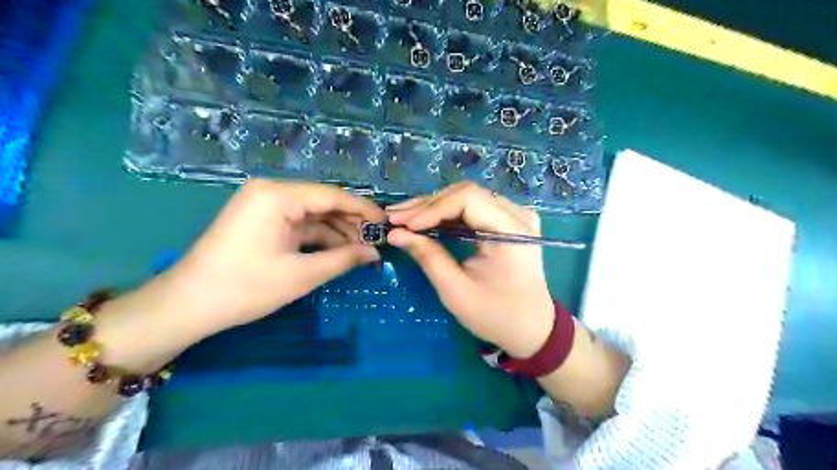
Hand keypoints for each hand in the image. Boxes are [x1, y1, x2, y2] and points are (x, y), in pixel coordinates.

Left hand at [152, 179, 382, 333]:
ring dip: (337, 231)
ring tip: (362, 249)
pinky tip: (339, 250)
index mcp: (278, 196)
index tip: (386, 223)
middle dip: (352, 222)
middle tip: (377, 241)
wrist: (188, 305)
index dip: (363, 209)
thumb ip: (344, 259)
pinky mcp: (262, 220)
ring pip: (313, 213)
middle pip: (323, 202)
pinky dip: (319, 237)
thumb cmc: (245, 288)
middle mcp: (271, 191)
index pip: (332, 196)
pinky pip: (299, 223)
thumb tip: (375, 253)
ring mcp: (265, 205)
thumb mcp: (302, 274)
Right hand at [386, 181, 554, 357]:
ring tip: (403, 218)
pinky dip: (447, 216)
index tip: (403, 224)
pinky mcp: (508, 221)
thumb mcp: (457, 291)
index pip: (468, 199)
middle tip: (395, 218)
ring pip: (466, 199)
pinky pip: (473, 209)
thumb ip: (428, 257)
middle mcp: (518, 214)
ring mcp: (515, 215)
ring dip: (433, 208)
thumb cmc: (496, 315)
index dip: (432, 208)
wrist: (532, 328)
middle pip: (466, 194)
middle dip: (427, 206)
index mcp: (512, 232)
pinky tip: (424, 222)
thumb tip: (395, 233)